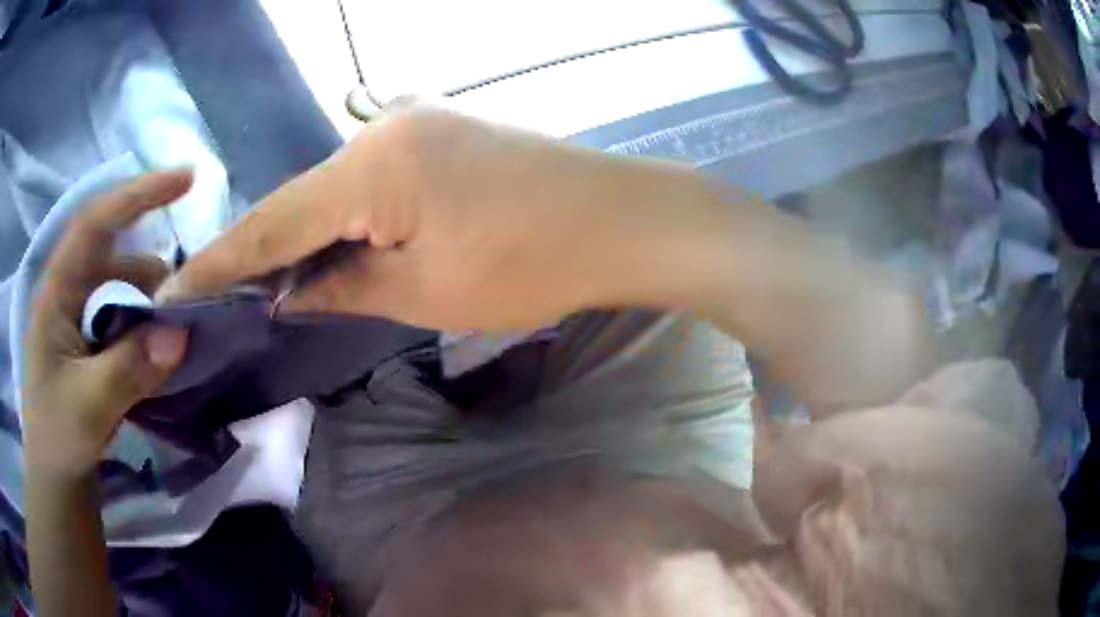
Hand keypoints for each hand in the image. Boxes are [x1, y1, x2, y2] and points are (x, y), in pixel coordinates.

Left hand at [23, 172, 190, 481]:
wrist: (56, 485)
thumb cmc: (58, 440)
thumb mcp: (89, 406)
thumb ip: (131, 367)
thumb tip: (181, 330)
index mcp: (56, 293)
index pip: (95, 222)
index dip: (137, 194)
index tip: (185, 179)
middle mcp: (66, 296)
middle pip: (110, 252)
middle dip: (149, 254)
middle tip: (188, 277)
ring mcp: (76, 324)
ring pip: (117, 289)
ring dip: (148, 297)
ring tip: (178, 321)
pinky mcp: (87, 350)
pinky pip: (120, 321)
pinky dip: (143, 325)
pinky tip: (159, 345)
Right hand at [159, 102, 718, 329]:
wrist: (618, 219)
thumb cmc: (533, 264)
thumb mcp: (426, 293)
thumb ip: (344, 287)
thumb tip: (290, 293)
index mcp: (370, 169)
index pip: (271, 226)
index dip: (219, 263)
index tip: (173, 288)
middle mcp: (380, 132)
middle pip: (297, 203)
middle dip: (260, 254)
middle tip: (218, 296)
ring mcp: (412, 127)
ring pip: (331, 192)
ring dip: (302, 237)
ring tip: (262, 285)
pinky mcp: (436, 136)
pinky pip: (367, 182)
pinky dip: (341, 218)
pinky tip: (324, 248)